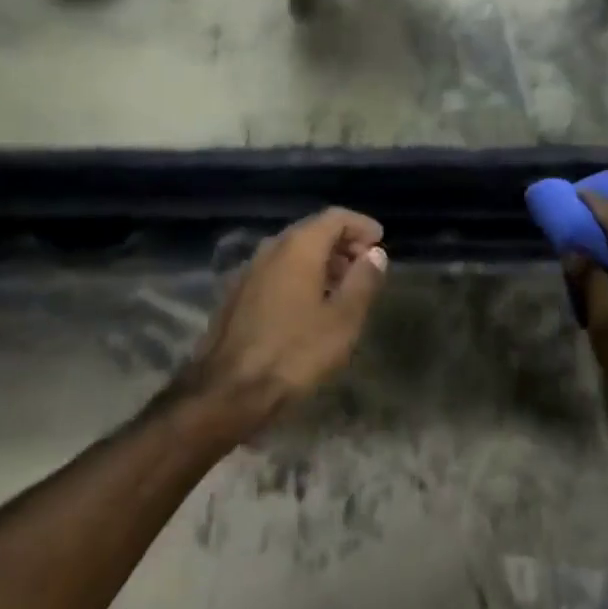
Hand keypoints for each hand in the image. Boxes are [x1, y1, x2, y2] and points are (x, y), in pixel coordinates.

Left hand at [189, 208, 388, 420]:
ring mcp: (249, 271)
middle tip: (366, 266)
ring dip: (322, 261)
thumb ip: (363, 281)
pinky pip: (277, 271)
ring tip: (344, 287)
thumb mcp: (343, 320)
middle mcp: (270, 249)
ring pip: (293, 252)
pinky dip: (301, 275)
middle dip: (343, 243)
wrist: (227, 391)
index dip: (361, 225)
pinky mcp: (237, 294)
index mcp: (298, 247)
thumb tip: (375, 254)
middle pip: (313, 231)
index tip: (380, 243)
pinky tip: (311, 305)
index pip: (335, 217)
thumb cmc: (294, 352)